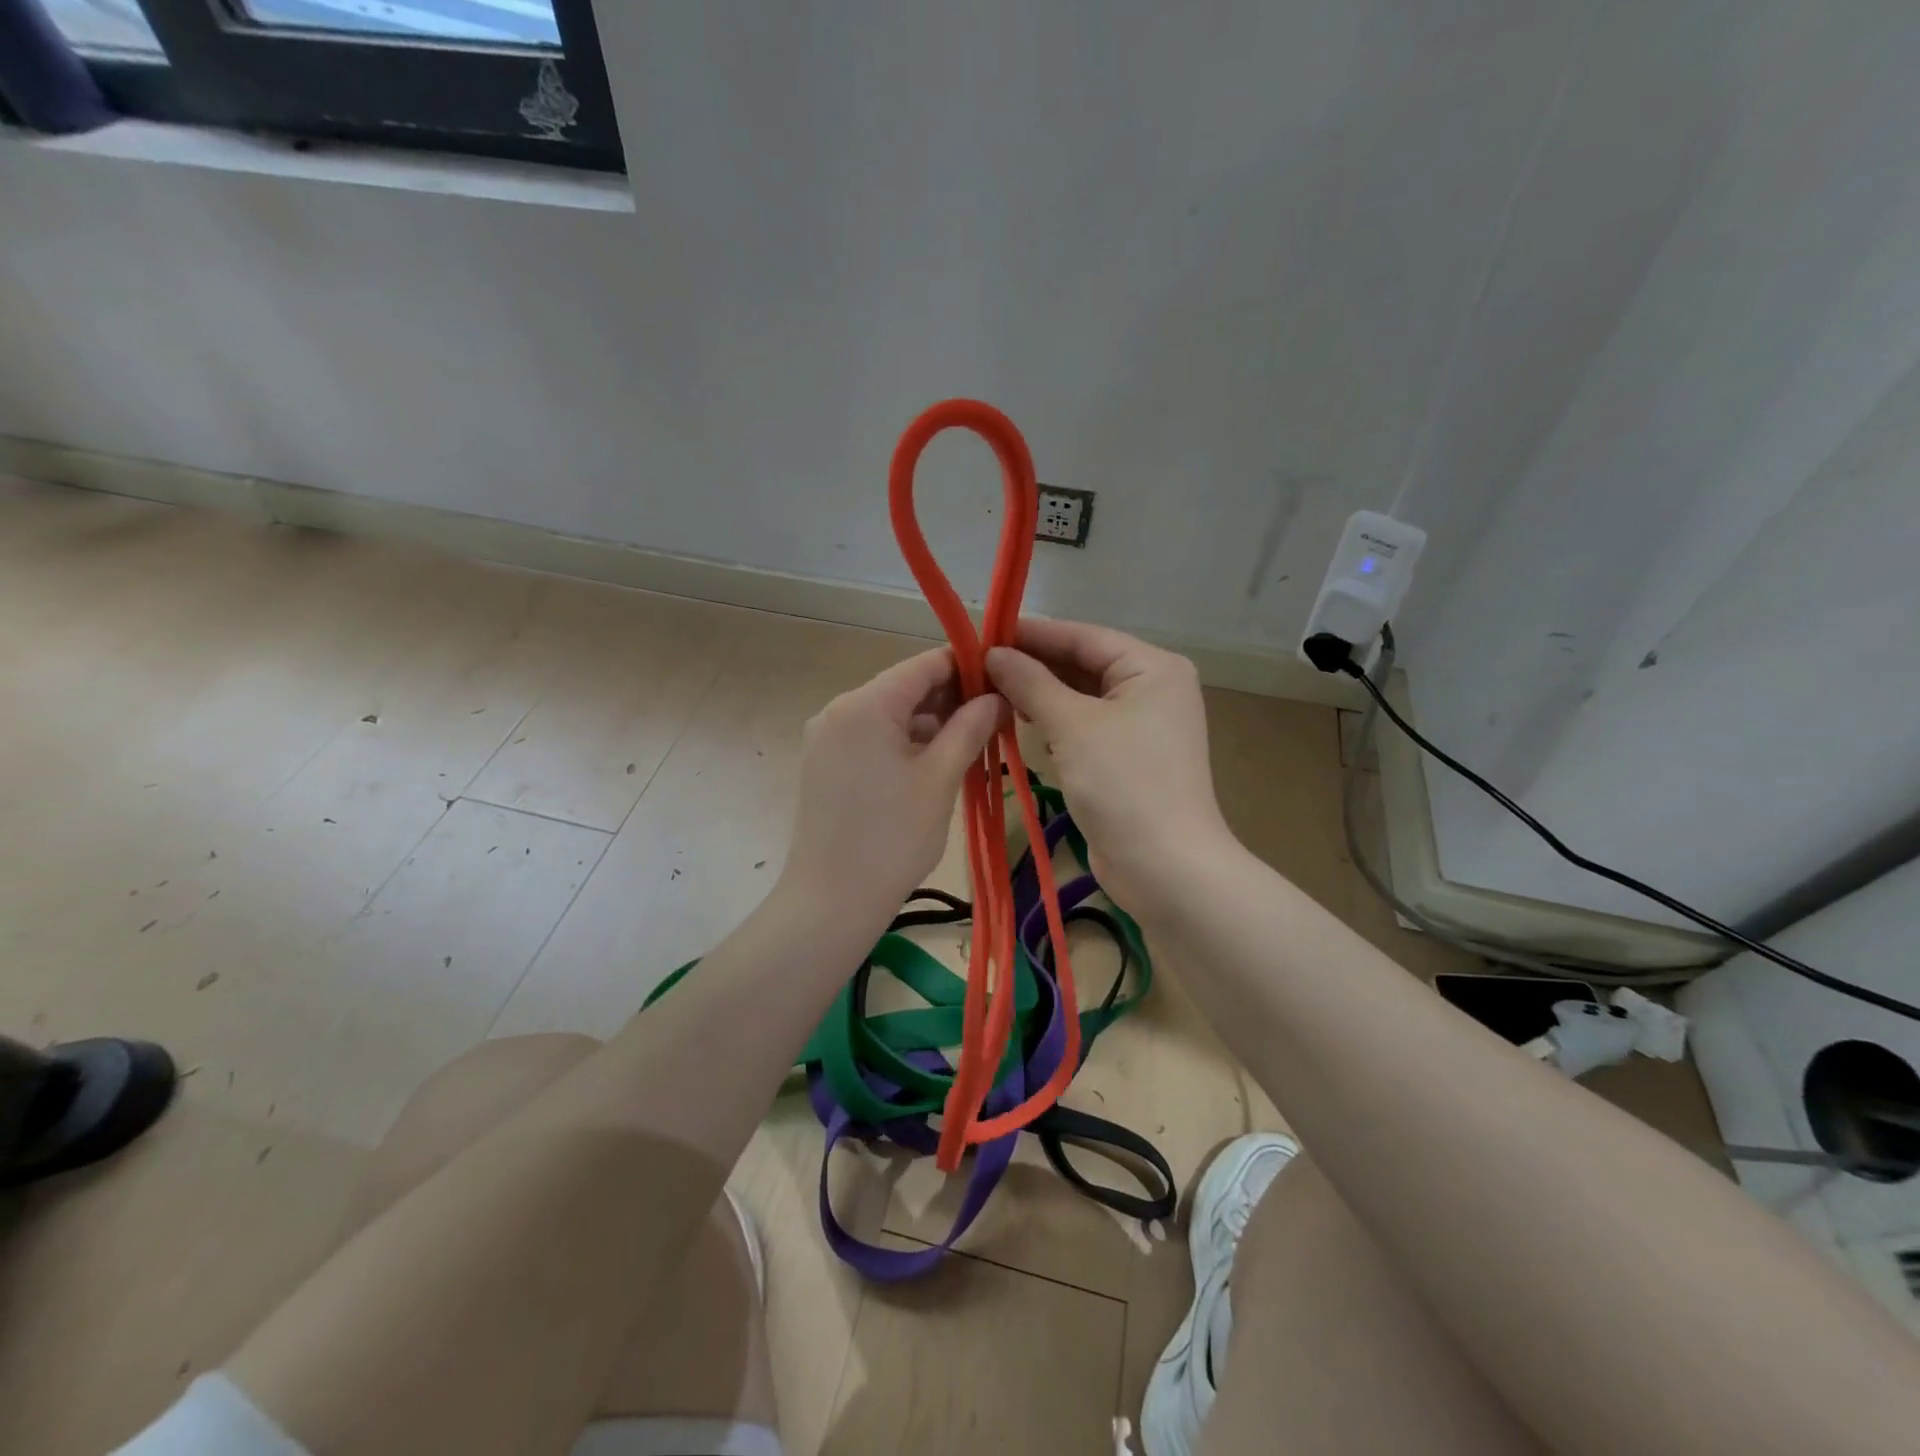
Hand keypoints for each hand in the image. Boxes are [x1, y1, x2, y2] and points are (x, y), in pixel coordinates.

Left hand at [782, 648, 1003, 924]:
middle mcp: (839, 710)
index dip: (966, 666)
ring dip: (930, 723)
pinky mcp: (825, 763)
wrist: (832, 901)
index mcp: (865, 704)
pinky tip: (937, 761)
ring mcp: (827, 737)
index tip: (1003, 679)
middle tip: (996, 717)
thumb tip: (997, 697)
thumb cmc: (893, 838)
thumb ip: (970, 728)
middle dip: (951, 698)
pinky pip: (873, 737)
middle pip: (905, 688)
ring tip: (974, 741)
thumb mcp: (940, 778)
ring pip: (890, 715)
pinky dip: (905, 742)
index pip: (923, 665)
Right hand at [987, 620, 1233, 915]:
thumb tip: (992, 653)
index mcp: (1152, 668)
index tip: (984, 632)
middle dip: (1033, 665)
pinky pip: (1084, 727)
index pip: (1083, 637)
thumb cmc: (1123, 784)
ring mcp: (1141, 726)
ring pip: (1081, 697)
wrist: (1164, 867)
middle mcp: (1152, 689)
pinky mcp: (1127, 758)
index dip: (1033, 633)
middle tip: (978, 664)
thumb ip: (1030, 683)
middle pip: (1083, 665)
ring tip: (988, 689)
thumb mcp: (1072, 726)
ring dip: (1039, 694)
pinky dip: (1054, 722)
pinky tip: (1018, 719)